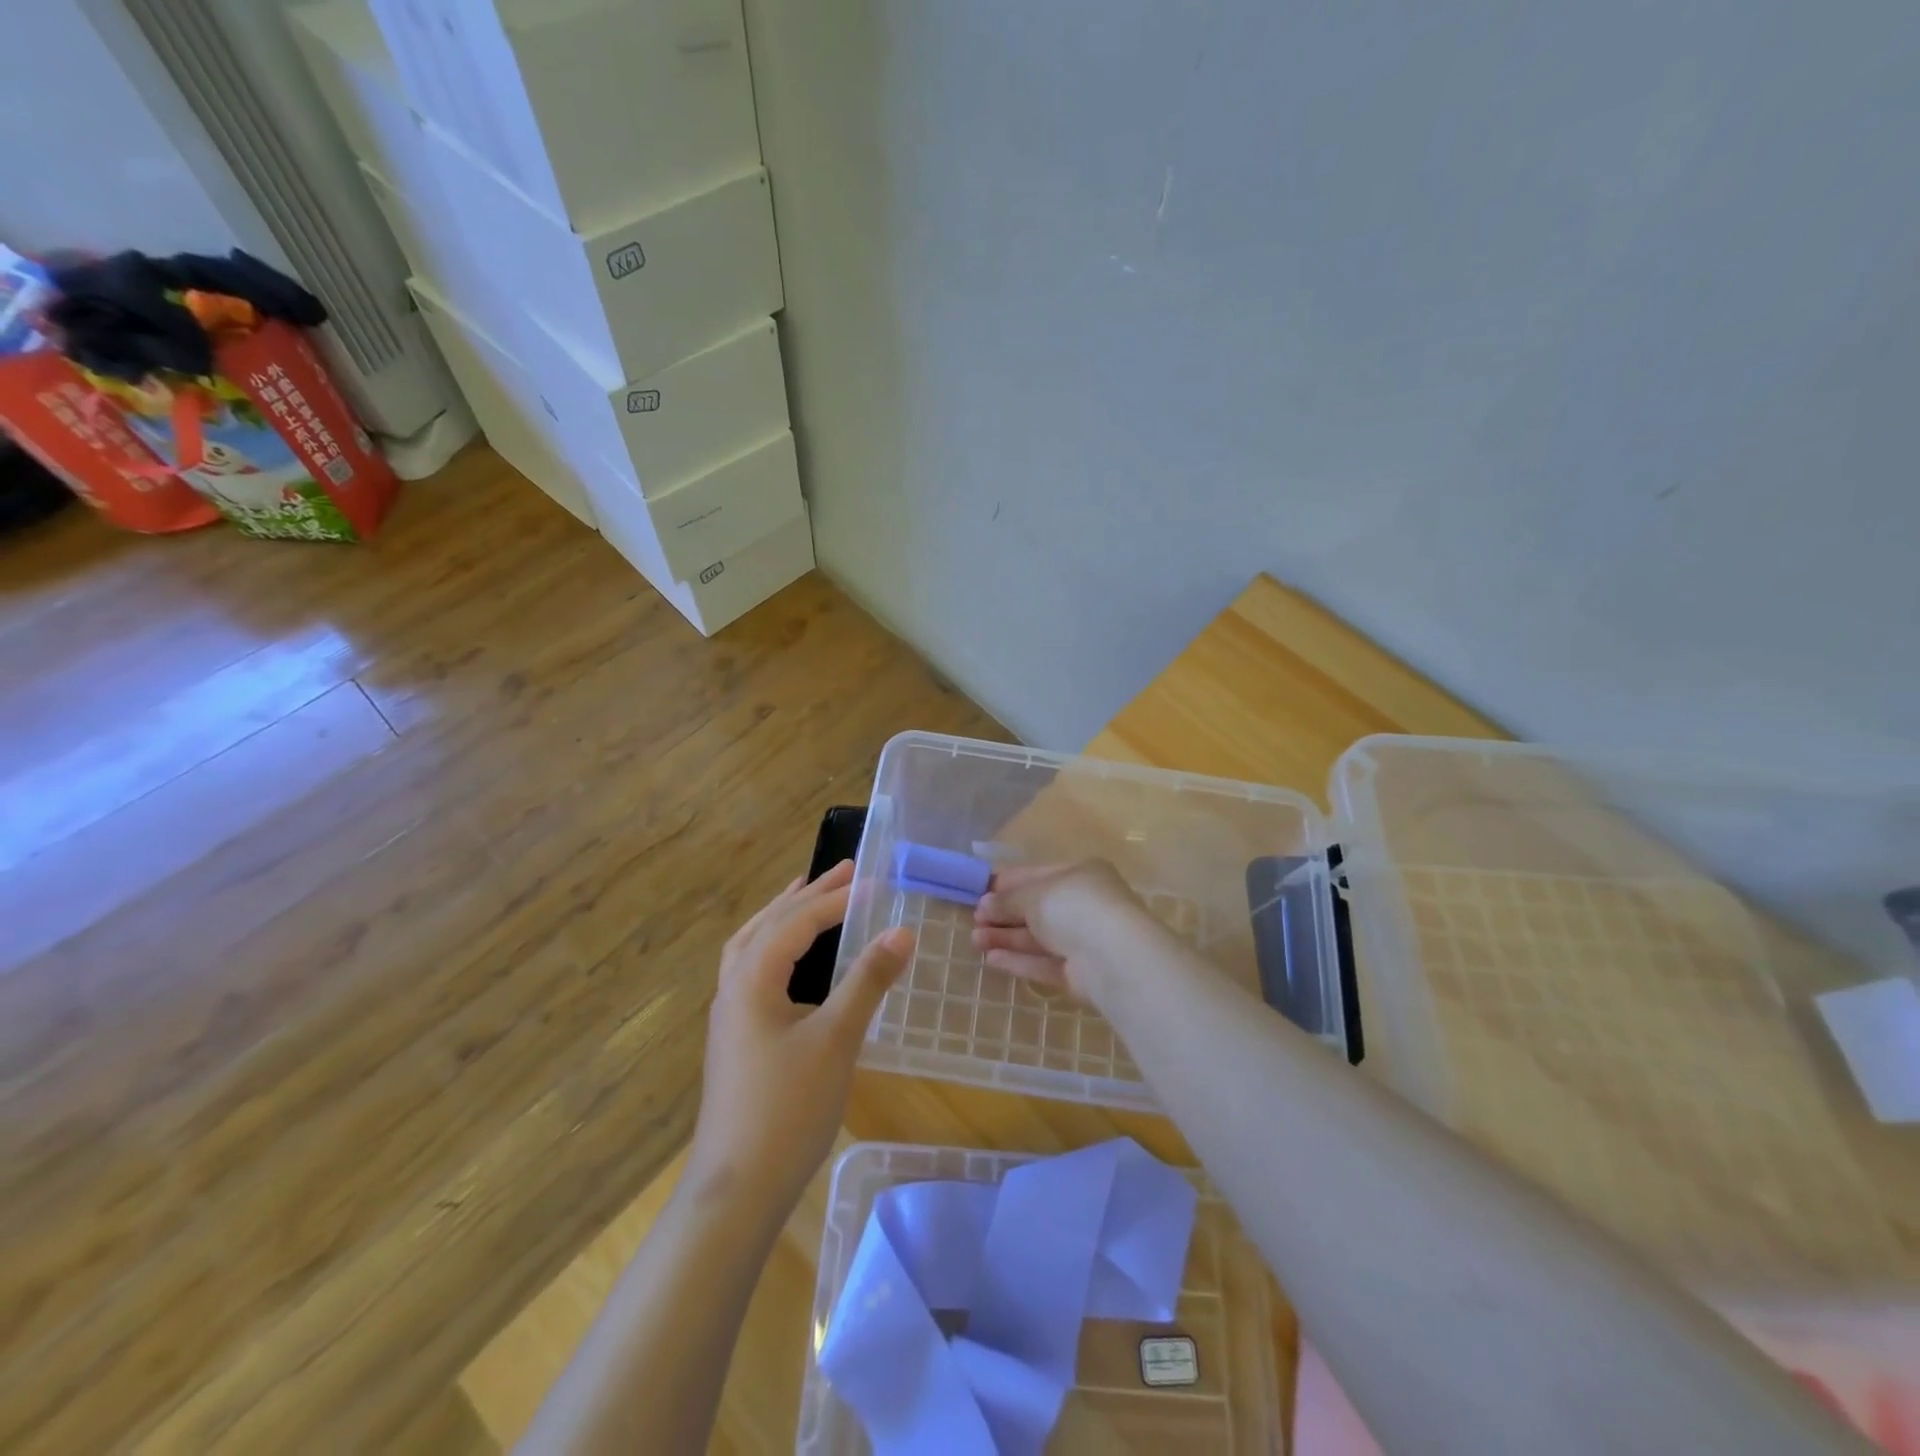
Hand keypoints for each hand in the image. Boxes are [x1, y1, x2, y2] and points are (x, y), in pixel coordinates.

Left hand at [687, 861, 914, 1212]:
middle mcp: (734, 987)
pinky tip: (793, 962)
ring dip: (783, 915)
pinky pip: (752, 969)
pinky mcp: (735, 1039)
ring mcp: (730, 1015)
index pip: (798, 921)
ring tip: (808, 894)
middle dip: (808, 894)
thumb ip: (868, 981)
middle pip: (770, 924)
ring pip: (753, 945)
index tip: (875, 882)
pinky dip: (775, 946)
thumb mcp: (836, 1039)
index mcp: (753, 978)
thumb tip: (902, 930)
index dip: (838, 899)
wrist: (736, 1191)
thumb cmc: (788, 1109)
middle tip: (846, 870)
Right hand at [970, 860, 1156, 1003]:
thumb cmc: (1074, 907)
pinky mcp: (1079, 974)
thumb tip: (985, 904)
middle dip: (1005, 912)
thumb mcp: (1034, 894)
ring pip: (1038, 937)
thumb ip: (1008, 899)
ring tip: (974, 940)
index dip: (1008, 882)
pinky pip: (1044, 963)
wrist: (1112, 957)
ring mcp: (1084, 941)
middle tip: (974, 918)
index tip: (980, 889)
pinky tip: (991, 959)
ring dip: (1006, 937)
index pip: (1039, 874)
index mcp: (1080, 874)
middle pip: (1037, 908)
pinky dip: (1019, 960)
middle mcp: (1084, 905)